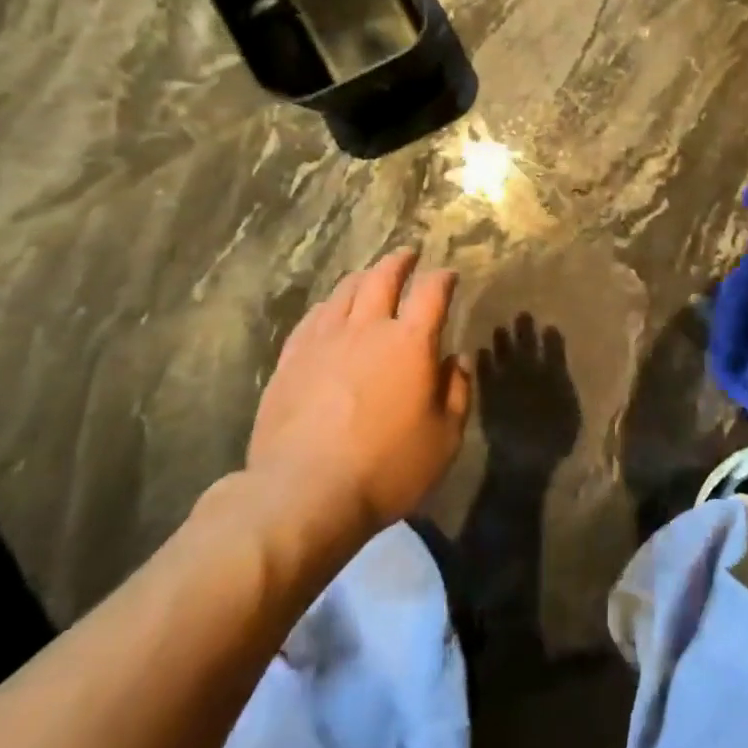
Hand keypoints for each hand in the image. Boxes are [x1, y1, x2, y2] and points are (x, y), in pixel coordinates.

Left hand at [247, 249, 471, 549]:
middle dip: (399, 262)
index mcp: (410, 342)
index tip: (448, 274)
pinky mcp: (291, 360)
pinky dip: (329, 305)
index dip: (442, 278)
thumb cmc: (387, 468)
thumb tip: (456, 360)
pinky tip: (330, 310)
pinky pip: (313, 318)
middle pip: (383, 278)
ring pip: (344, 292)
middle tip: (407, 254)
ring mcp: (324, 341)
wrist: (304, 492)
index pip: (431, 293)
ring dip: (363, 277)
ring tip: (370, 276)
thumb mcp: (444, 438)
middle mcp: (367, 328)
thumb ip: (456, 392)